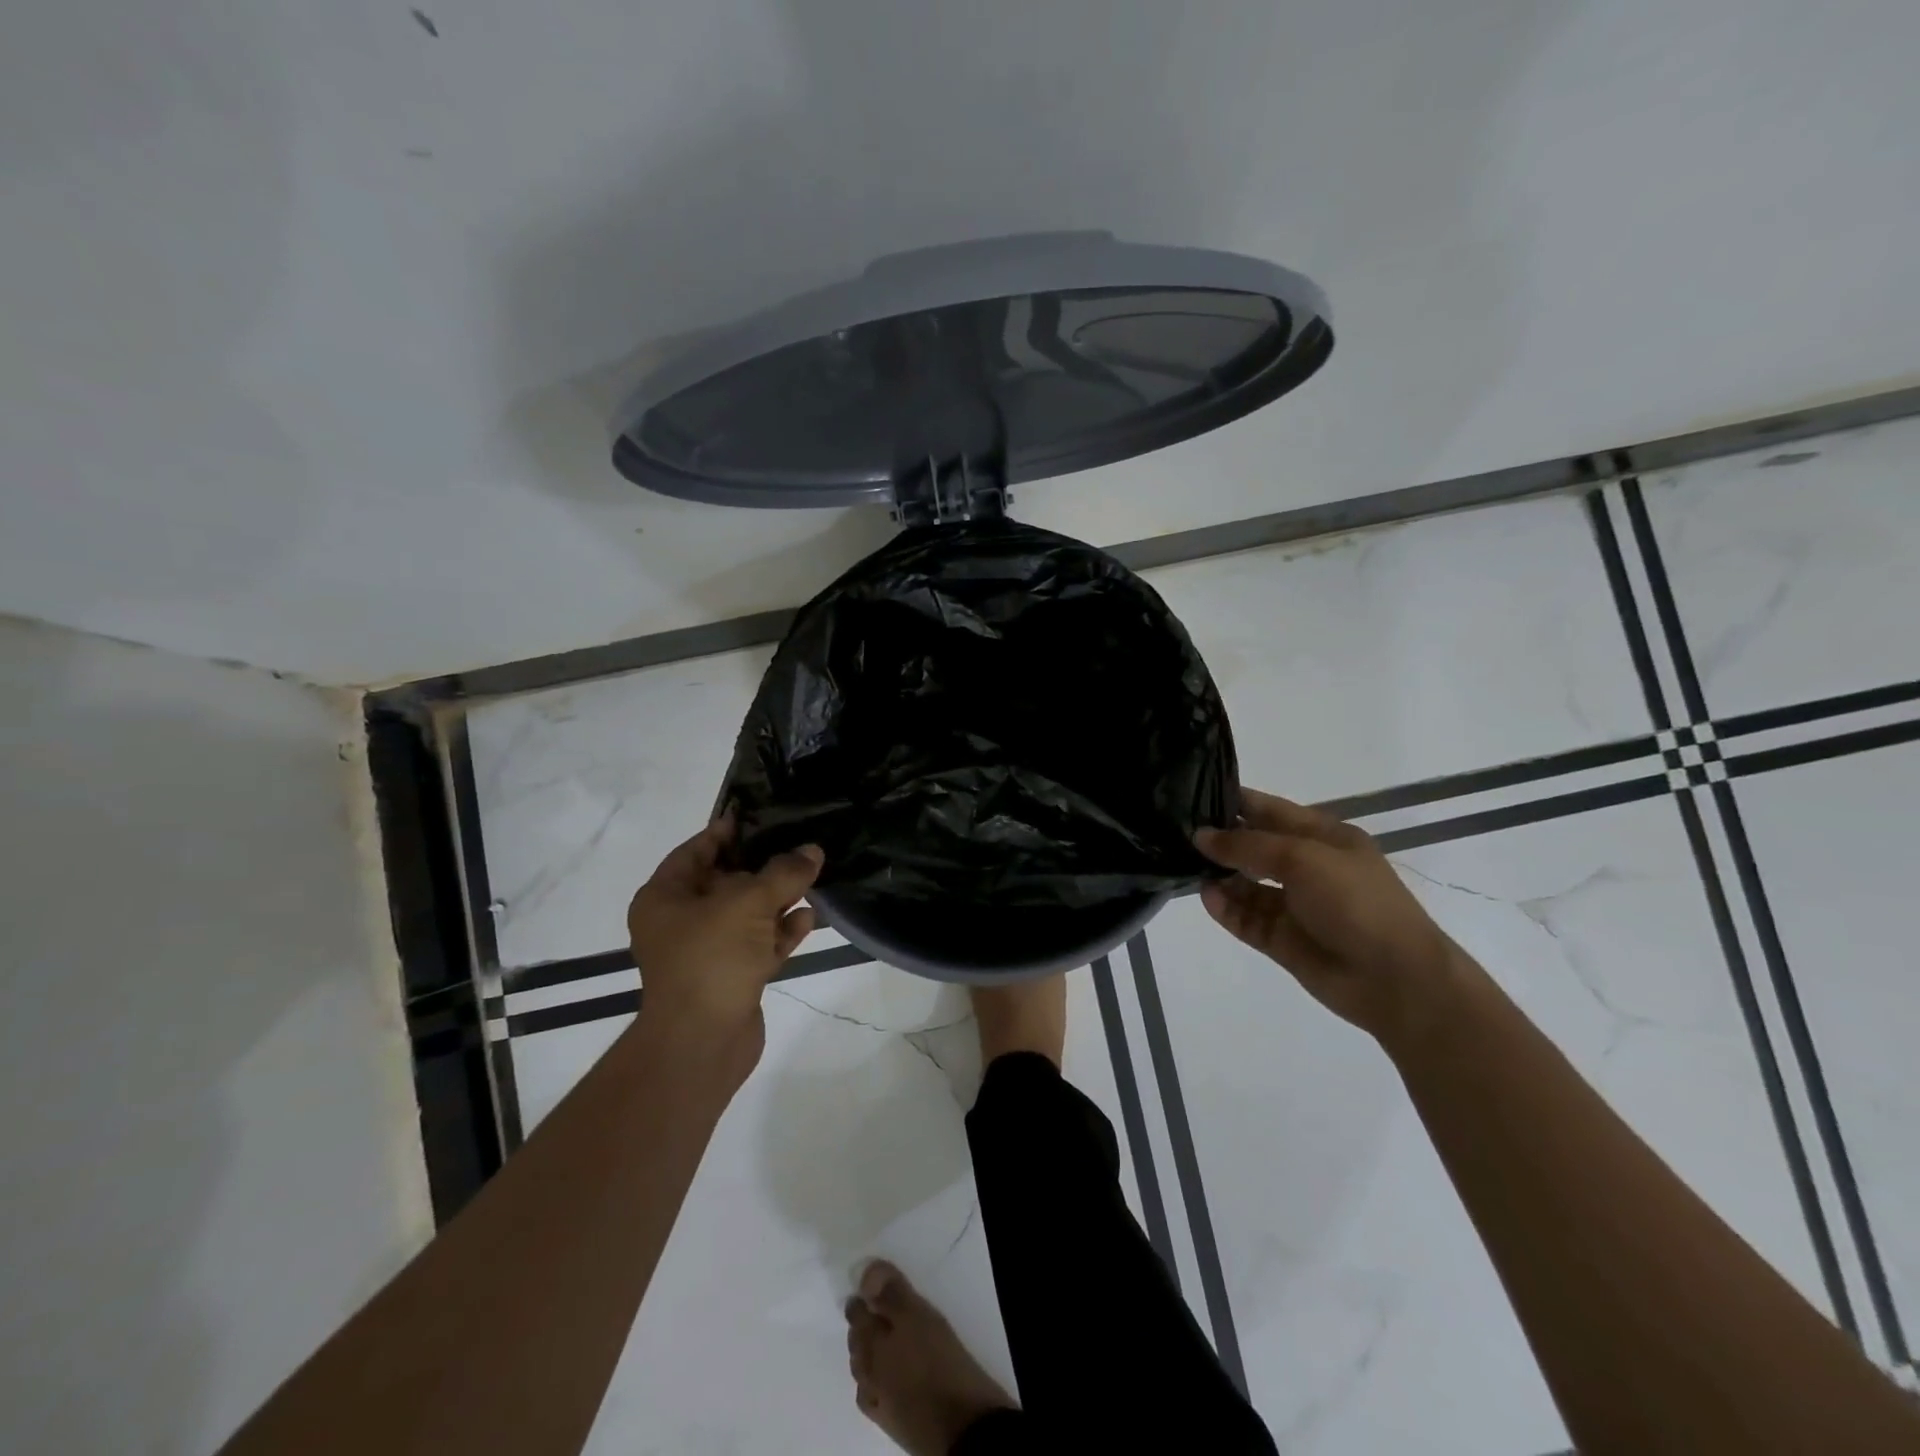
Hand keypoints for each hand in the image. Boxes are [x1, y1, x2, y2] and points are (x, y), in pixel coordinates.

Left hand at [626, 816, 822, 1079]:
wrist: (702, 1043)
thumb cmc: (712, 958)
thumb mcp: (748, 903)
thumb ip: (783, 872)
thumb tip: (812, 850)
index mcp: (666, 897)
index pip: (696, 850)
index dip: (727, 831)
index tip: (760, 814)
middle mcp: (681, 921)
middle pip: (726, 882)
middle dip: (763, 866)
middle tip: (798, 843)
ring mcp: (707, 951)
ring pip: (746, 914)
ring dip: (778, 899)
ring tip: (812, 877)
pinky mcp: (731, 976)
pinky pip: (758, 943)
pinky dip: (780, 931)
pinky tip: (809, 917)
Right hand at [1195, 789, 1462, 1043]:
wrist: (1395, 979)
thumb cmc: (1356, 902)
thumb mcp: (1302, 858)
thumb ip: (1248, 845)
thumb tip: (1201, 836)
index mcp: (1324, 837)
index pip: (1270, 810)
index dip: (1235, 801)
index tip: (1191, 794)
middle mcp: (1307, 867)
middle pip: (1254, 846)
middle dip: (1219, 839)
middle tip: (1174, 831)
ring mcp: (1294, 905)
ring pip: (1246, 884)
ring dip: (1218, 875)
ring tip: (1183, 865)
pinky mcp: (1282, 939)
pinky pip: (1246, 918)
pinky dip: (1225, 908)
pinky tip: (1205, 897)